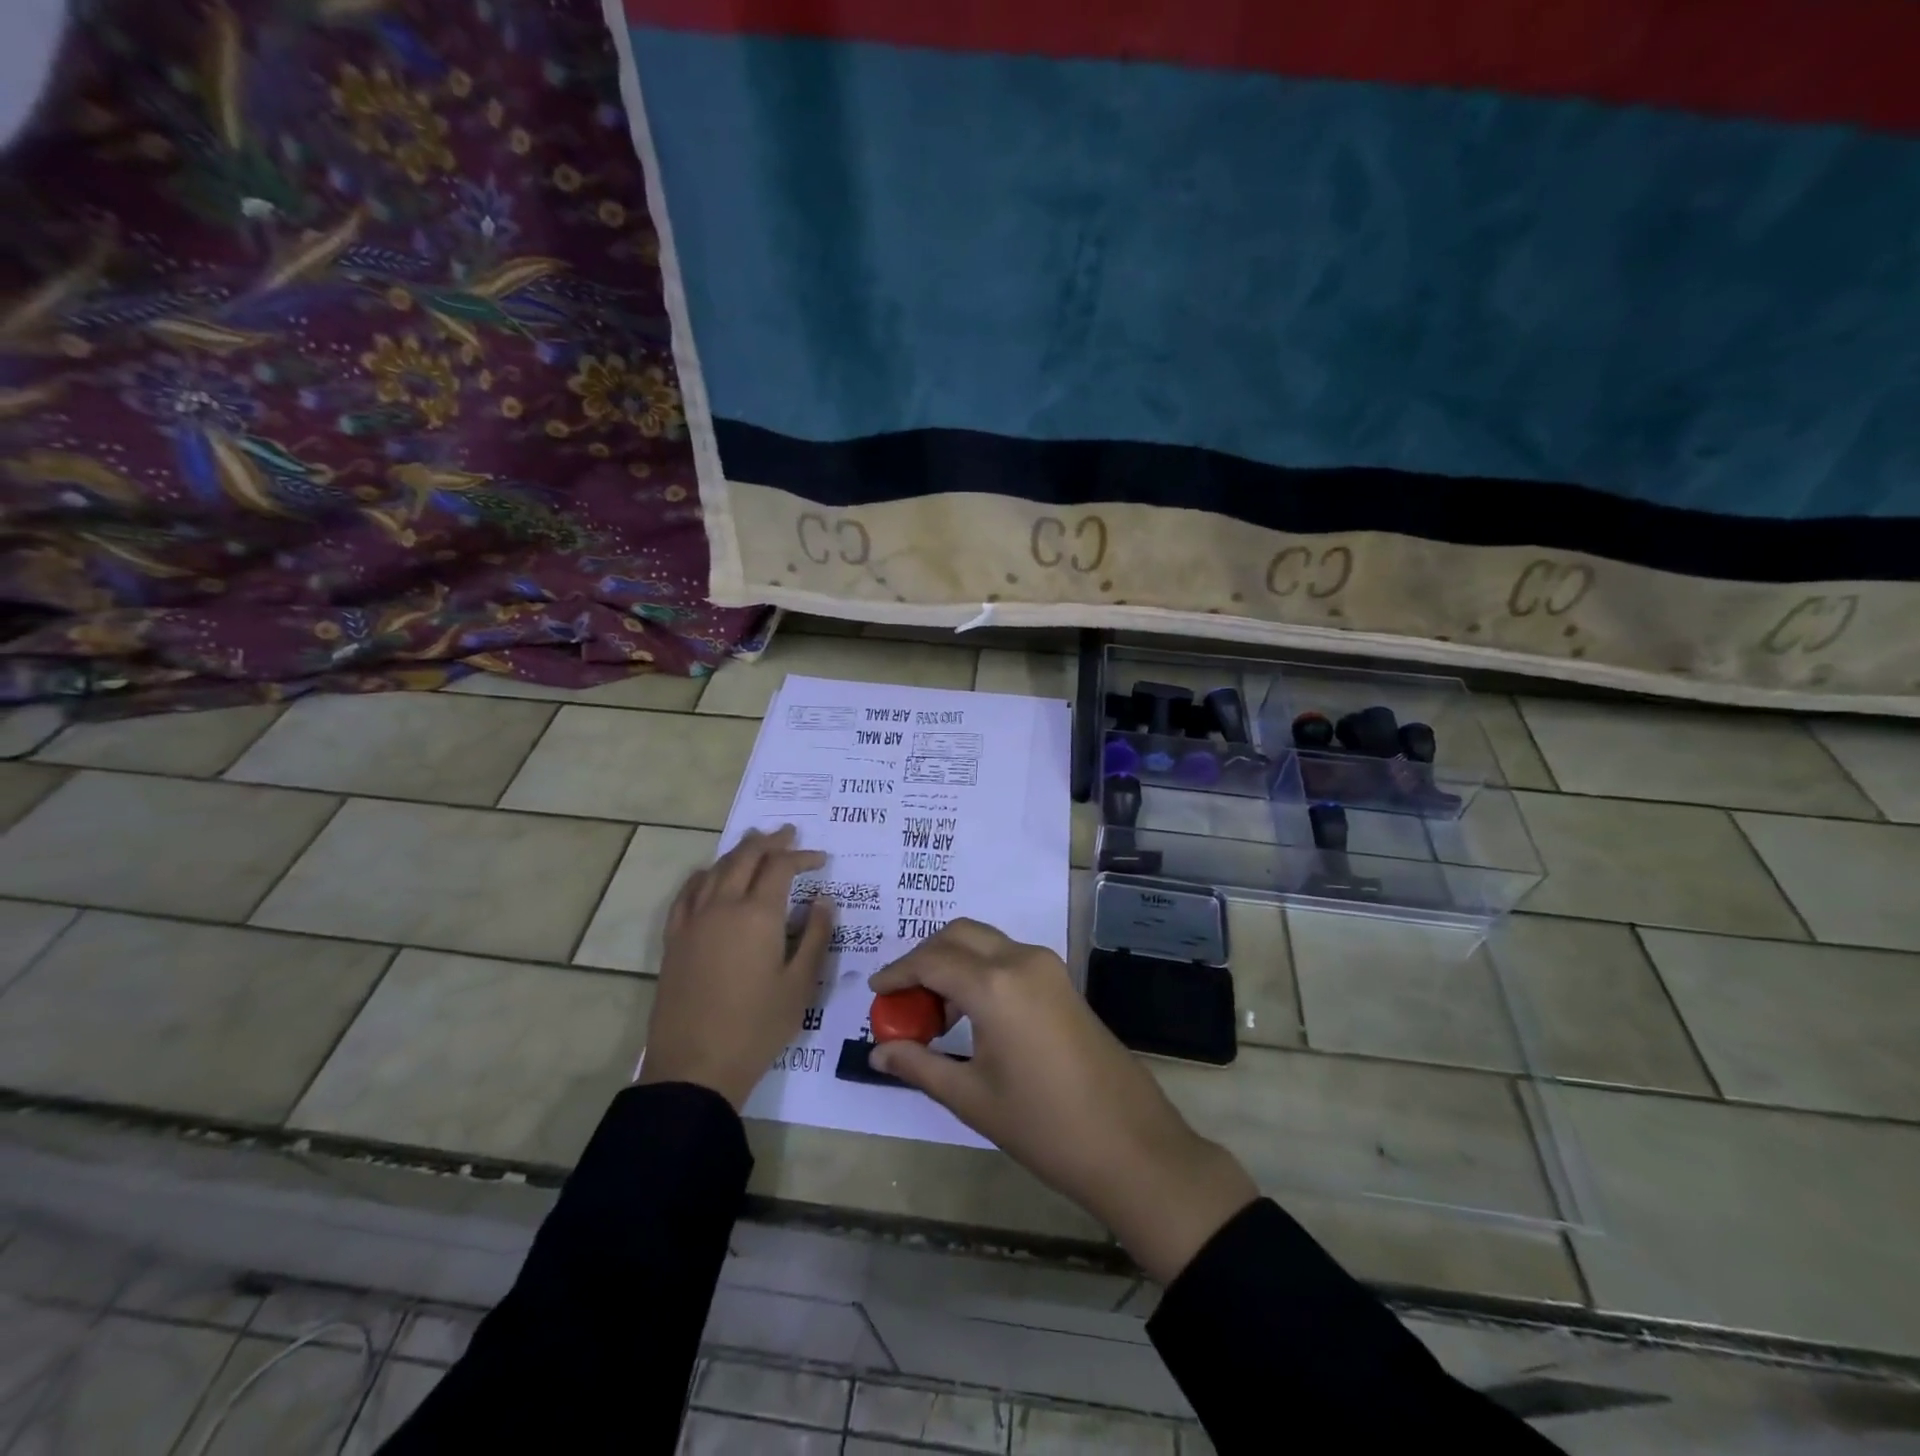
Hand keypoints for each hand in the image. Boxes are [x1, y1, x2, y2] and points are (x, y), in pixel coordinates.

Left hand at [638, 826, 831, 1110]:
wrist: (695, 1065)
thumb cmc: (757, 1026)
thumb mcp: (801, 984)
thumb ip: (814, 935)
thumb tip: (824, 899)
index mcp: (758, 914)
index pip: (781, 867)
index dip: (802, 856)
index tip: (821, 860)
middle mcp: (723, 906)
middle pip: (746, 857)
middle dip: (770, 841)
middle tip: (789, 834)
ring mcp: (693, 920)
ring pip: (716, 869)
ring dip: (739, 851)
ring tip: (754, 842)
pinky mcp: (675, 939)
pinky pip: (688, 892)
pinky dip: (705, 874)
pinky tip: (711, 875)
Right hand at [867, 920, 1256, 1284]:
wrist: (1129, 1144)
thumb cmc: (1043, 1126)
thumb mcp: (971, 1098)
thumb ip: (919, 1065)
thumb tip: (878, 1053)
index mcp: (995, 985)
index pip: (931, 960)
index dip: (898, 973)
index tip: (875, 992)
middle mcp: (1020, 960)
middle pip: (958, 935)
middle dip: (924, 958)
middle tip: (903, 998)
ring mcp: (1047, 966)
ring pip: (985, 941)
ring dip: (953, 961)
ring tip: (934, 1012)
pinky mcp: (1062, 980)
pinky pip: (1008, 956)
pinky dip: (980, 969)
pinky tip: (971, 1013)